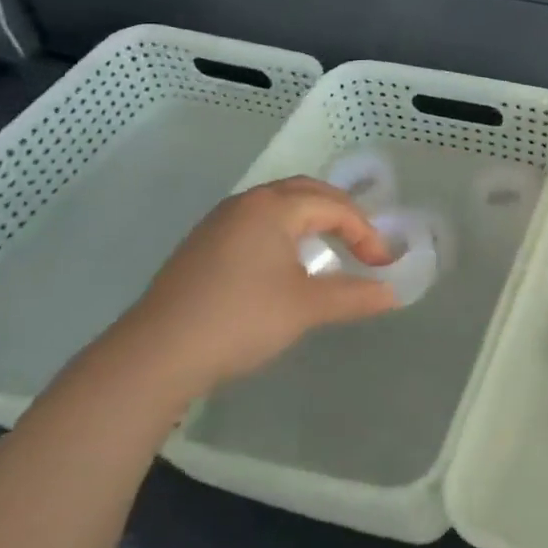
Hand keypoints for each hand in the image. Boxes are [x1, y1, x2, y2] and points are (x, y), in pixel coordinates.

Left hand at [109, 177, 398, 399]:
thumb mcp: (306, 308)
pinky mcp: (202, 245)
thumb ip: (354, 296)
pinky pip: (256, 221)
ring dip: (310, 219)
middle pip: (305, 192)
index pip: (334, 206)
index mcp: (273, 206)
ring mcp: (219, 222)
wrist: (155, 355)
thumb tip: (392, 293)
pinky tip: (284, 262)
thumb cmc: (240, 320)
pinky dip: (283, 230)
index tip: (382, 264)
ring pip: (277, 205)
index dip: (365, 232)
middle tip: (362, 242)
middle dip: (340, 213)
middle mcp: (246, 203)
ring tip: (329, 247)